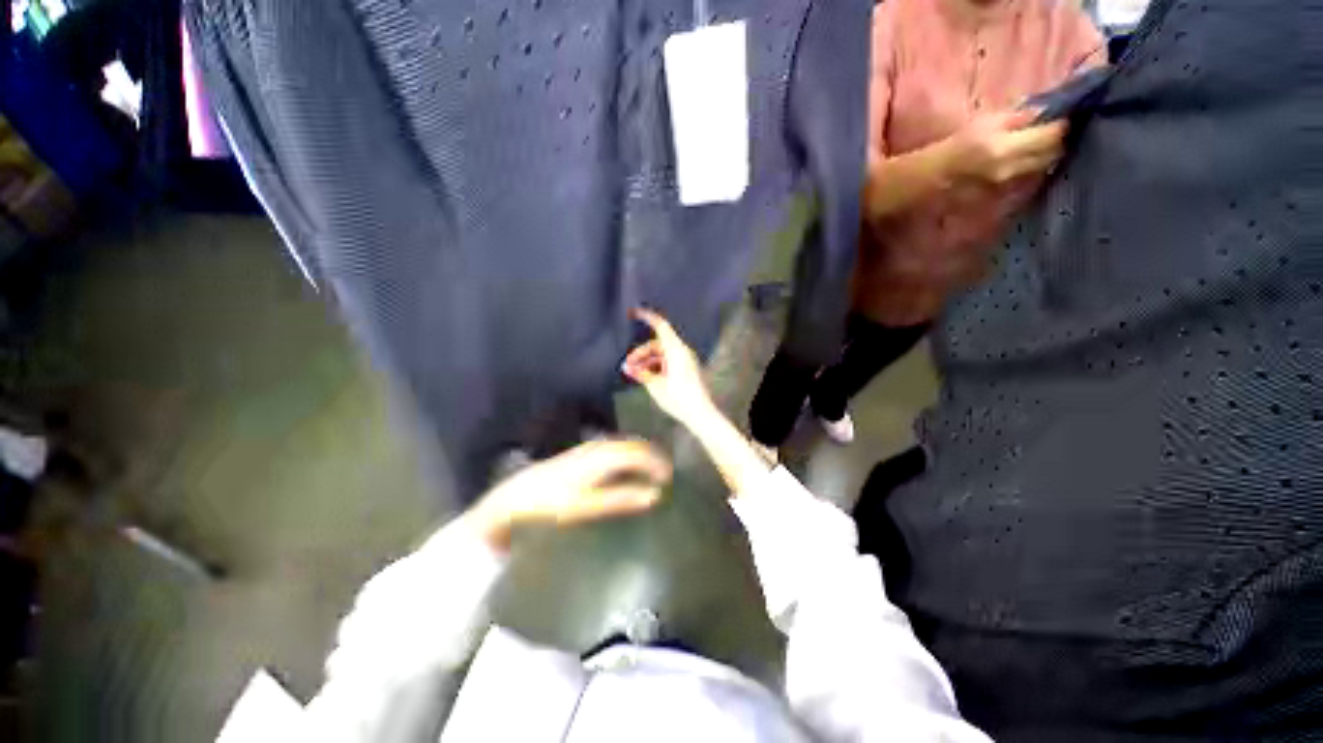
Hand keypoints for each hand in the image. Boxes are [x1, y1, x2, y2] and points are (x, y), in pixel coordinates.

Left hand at [467, 439, 671, 550]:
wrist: (520, 493)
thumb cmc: (554, 502)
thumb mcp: (589, 505)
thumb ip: (623, 498)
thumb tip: (654, 496)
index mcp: (603, 457)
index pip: (639, 454)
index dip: (657, 463)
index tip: (670, 478)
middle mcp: (599, 447)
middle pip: (634, 445)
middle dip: (652, 456)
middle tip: (666, 473)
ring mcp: (591, 447)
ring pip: (624, 444)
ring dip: (641, 454)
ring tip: (653, 469)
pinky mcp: (584, 452)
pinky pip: (615, 447)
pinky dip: (629, 455)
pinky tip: (628, 467)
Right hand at [622, 308, 716, 427]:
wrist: (700, 414)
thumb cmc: (678, 398)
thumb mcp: (655, 385)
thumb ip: (641, 373)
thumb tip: (627, 367)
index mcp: (676, 350)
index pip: (661, 326)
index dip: (647, 317)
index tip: (633, 312)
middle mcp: (682, 351)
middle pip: (657, 344)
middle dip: (641, 353)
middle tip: (627, 366)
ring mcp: (685, 361)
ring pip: (661, 354)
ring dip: (647, 361)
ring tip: (634, 374)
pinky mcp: (686, 369)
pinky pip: (667, 362)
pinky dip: (656, 366)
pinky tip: (646, 378)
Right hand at [947, 110, 1067, 184]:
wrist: (935, 177)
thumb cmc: (957, 145)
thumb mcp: (985, 122)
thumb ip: (1017, 116)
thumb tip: (1045, 111)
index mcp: (1006, 147)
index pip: (1051, 135)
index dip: (1061, 125)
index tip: (1063, 117)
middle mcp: (1011, 169)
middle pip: (1052, 154)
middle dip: (1057, 142)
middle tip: (1054, 131)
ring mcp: (1009, 184)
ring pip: (1043, 168)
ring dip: (1047, 156)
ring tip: (1042, 147)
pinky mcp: (1005, 193)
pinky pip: (1030, 179)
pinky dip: (1035, 169)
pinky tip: (1029, 163)